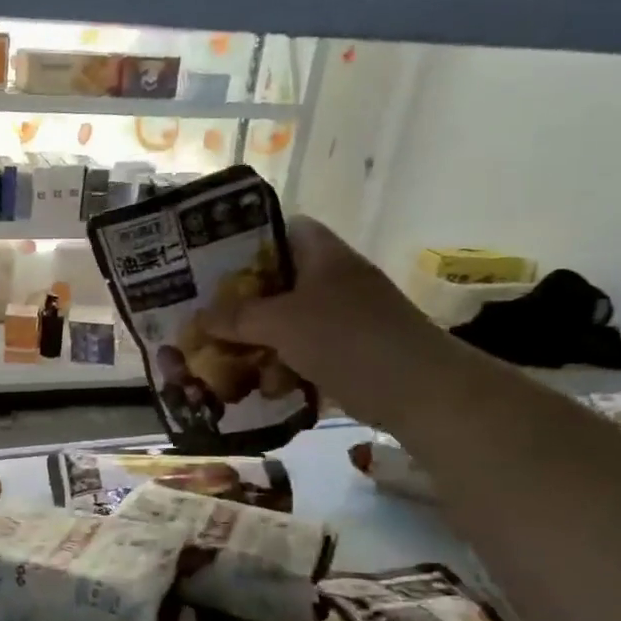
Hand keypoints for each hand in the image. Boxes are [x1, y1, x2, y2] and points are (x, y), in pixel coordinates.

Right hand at [204, 215, 459, 426]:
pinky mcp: (352, 353)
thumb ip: (237, 318)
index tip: (213, 266)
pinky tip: (268, 390)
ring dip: (260, 346)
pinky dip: (286, 370)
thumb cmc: (348, 340)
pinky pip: (305, 354)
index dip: (249, 242)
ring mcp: (346, 319)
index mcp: (324, 256)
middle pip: (279, 283)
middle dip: (244, 306)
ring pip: (289, 323)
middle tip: (208, 320)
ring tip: (230, 366)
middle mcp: (336, 281)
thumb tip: (199, 318)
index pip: (285, 229)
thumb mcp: (282, 323)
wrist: (422, 391)